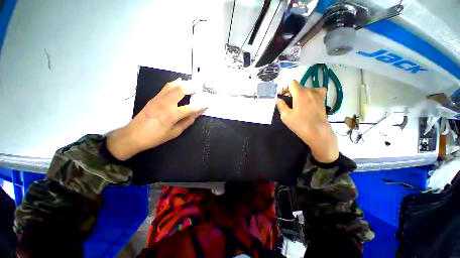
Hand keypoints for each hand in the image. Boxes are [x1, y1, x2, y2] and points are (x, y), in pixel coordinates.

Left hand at [107, 79, 204, 160]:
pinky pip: (166, 87)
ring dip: (184, 83)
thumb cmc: (156, 137)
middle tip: (200, 87)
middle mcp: (166, 104)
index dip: (200, 106)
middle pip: (181, 91)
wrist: (133, 135)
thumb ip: (187, 122)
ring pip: (173, 86)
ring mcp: (159, 99)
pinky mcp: (154, 98)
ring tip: (192, 83)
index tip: (207, 104)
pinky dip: (174, 83)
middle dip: (192, 88)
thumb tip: (197, 114)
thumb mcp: (174, 133)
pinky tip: (179, 81)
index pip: (191, 108)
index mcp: (172, 115)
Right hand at [276, 80, 338, 162]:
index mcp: (300, 94)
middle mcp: (310, 91)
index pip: (292, 83)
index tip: (282, 95)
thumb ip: (281, 105)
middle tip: (287, 101)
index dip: (285, 87)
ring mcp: (318, 95)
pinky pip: (317, 91)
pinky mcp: (323, 100)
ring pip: (307, 89)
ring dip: (300, 93)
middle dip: (291, 91)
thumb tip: (278, 99)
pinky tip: (309, 100)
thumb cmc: (300, 124)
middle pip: (299, 86)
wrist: (318, 133)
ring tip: (298, 102)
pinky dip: (312, 93)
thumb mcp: (286, 116)